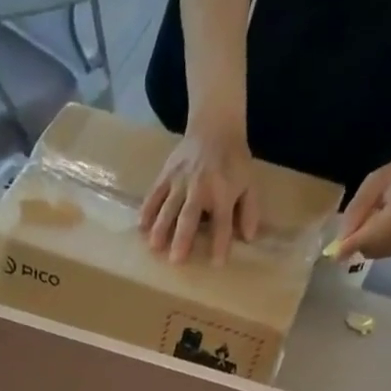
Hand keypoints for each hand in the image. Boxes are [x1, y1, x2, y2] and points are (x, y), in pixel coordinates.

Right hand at [140, 120, 261, 265]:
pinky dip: (147, 209)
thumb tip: (249, 237)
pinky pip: (155, 193)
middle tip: (176, 259)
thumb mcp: (249, 183)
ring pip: (169, 206)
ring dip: (161, 227)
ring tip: (154, 247)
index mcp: (223, 192)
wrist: (215, 126)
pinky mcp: (166, 174)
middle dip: (183, 237)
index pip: (222, 221)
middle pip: (190, 215)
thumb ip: (249, 210)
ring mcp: (180, 180)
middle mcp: (200, 187)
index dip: (220, 242)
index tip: (217, 263)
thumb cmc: (233, 161)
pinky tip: (141, 226)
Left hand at [324, 143, 390, 261]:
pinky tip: (383, 228)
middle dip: (357, 243)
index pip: (370, 236)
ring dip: (366, 244)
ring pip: (376, 254)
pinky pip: (385, 253)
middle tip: (356, 225)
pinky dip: (377, 245)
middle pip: (371, 249)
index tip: (332, 254)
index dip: (349, 246)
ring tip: (375, 220)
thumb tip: (339, 239)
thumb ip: (357, 209)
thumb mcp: (376, 181)